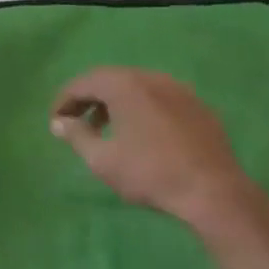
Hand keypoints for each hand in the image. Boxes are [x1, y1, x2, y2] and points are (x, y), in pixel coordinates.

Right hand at [50, 67, 268, 237]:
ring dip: (116, 103)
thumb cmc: (150, 173)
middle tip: (76, 122)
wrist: (213, 191)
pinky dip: (142, 108)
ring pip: (137, 87)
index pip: (84, 82)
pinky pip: (160, 98)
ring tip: (106, 130)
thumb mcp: (103, 160)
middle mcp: (152, 77)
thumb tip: (59, 122)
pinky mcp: (198, 106)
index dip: (65, 99)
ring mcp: (179, 89)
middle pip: (111, 79)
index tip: (55, 120)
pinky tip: (142, 135)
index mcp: (125, 85)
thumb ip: (77, 136)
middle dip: (90, 98)